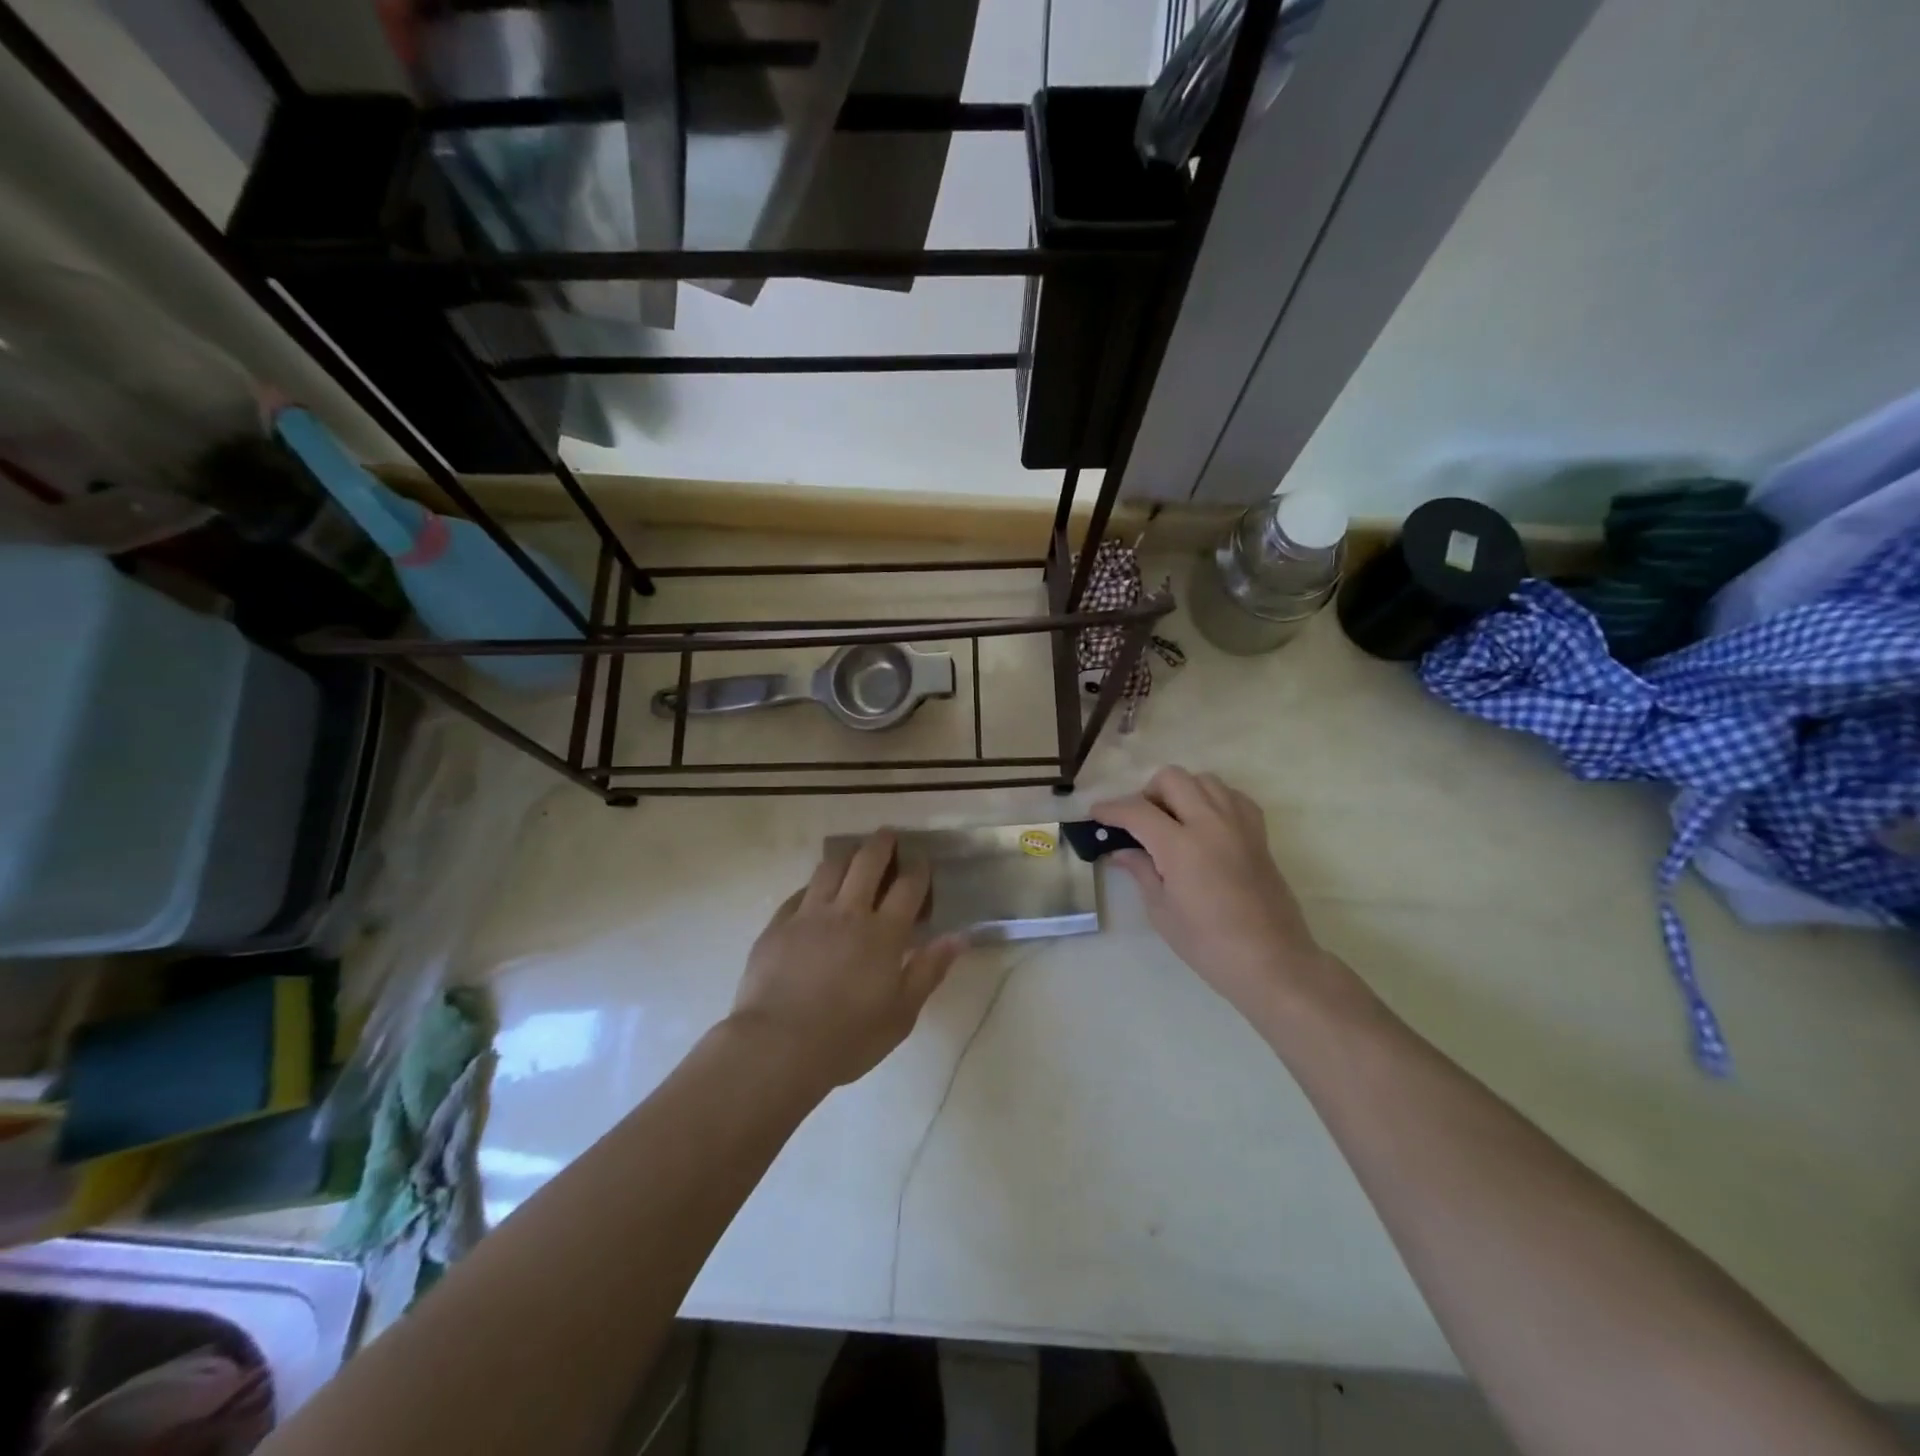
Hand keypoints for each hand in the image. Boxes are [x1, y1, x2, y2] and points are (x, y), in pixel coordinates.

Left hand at [730, 831, 965, 1090]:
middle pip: (868, 862)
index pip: (907, 886)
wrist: (777, 1046)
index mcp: (883, 933)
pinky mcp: (778, 925)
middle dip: (882, 844)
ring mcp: (809, 915)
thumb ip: (930, 970)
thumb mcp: (901, 1014)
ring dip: (847, 856)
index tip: (922, 860)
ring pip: (830, 868)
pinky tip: (816, 891)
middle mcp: (848, 912)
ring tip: (853, 855)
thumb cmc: (848, 1037)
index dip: (918, 868)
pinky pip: (799, 892)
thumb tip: (960, 936)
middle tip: (889, 836)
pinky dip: (814, 885)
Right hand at [1092, 767, 1342, 1023]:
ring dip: (1181, 791)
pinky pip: (1232, 796)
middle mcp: (1211, 823)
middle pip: (1172, 779)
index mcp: (1181, 846)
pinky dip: (1213, 799)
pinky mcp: (1259, 834)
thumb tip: (1121, 851)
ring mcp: (1239, 825)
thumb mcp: (1162, 911)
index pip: (1137, 811)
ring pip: (1204, 780)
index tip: (1095, 814)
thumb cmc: (1209, 945)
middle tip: (1138, 821)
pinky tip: (1204, 824)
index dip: (1111, 809)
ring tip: (1171, 820)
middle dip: (1146, 792)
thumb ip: (1141, 871)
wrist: (1272, 961)